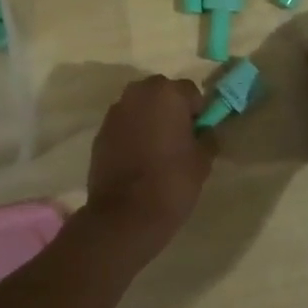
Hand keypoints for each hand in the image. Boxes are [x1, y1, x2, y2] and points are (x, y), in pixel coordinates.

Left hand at [83, 76, 214, 259]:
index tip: (198, 134)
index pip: (190, 92)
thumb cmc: (172, 182)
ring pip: (140, 107)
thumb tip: (205, 131)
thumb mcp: (203, 161)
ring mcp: (116, 111)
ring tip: (156, 150)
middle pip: (162, 93)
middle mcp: (139, 93)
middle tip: (178, 139)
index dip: (197, 112)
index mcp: (167, 93)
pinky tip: (137, 159)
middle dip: (170, 110)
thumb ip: (207, 137)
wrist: (125, 215)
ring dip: (149, 119)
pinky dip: (131, 133)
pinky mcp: (100, 131)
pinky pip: (124, 124)